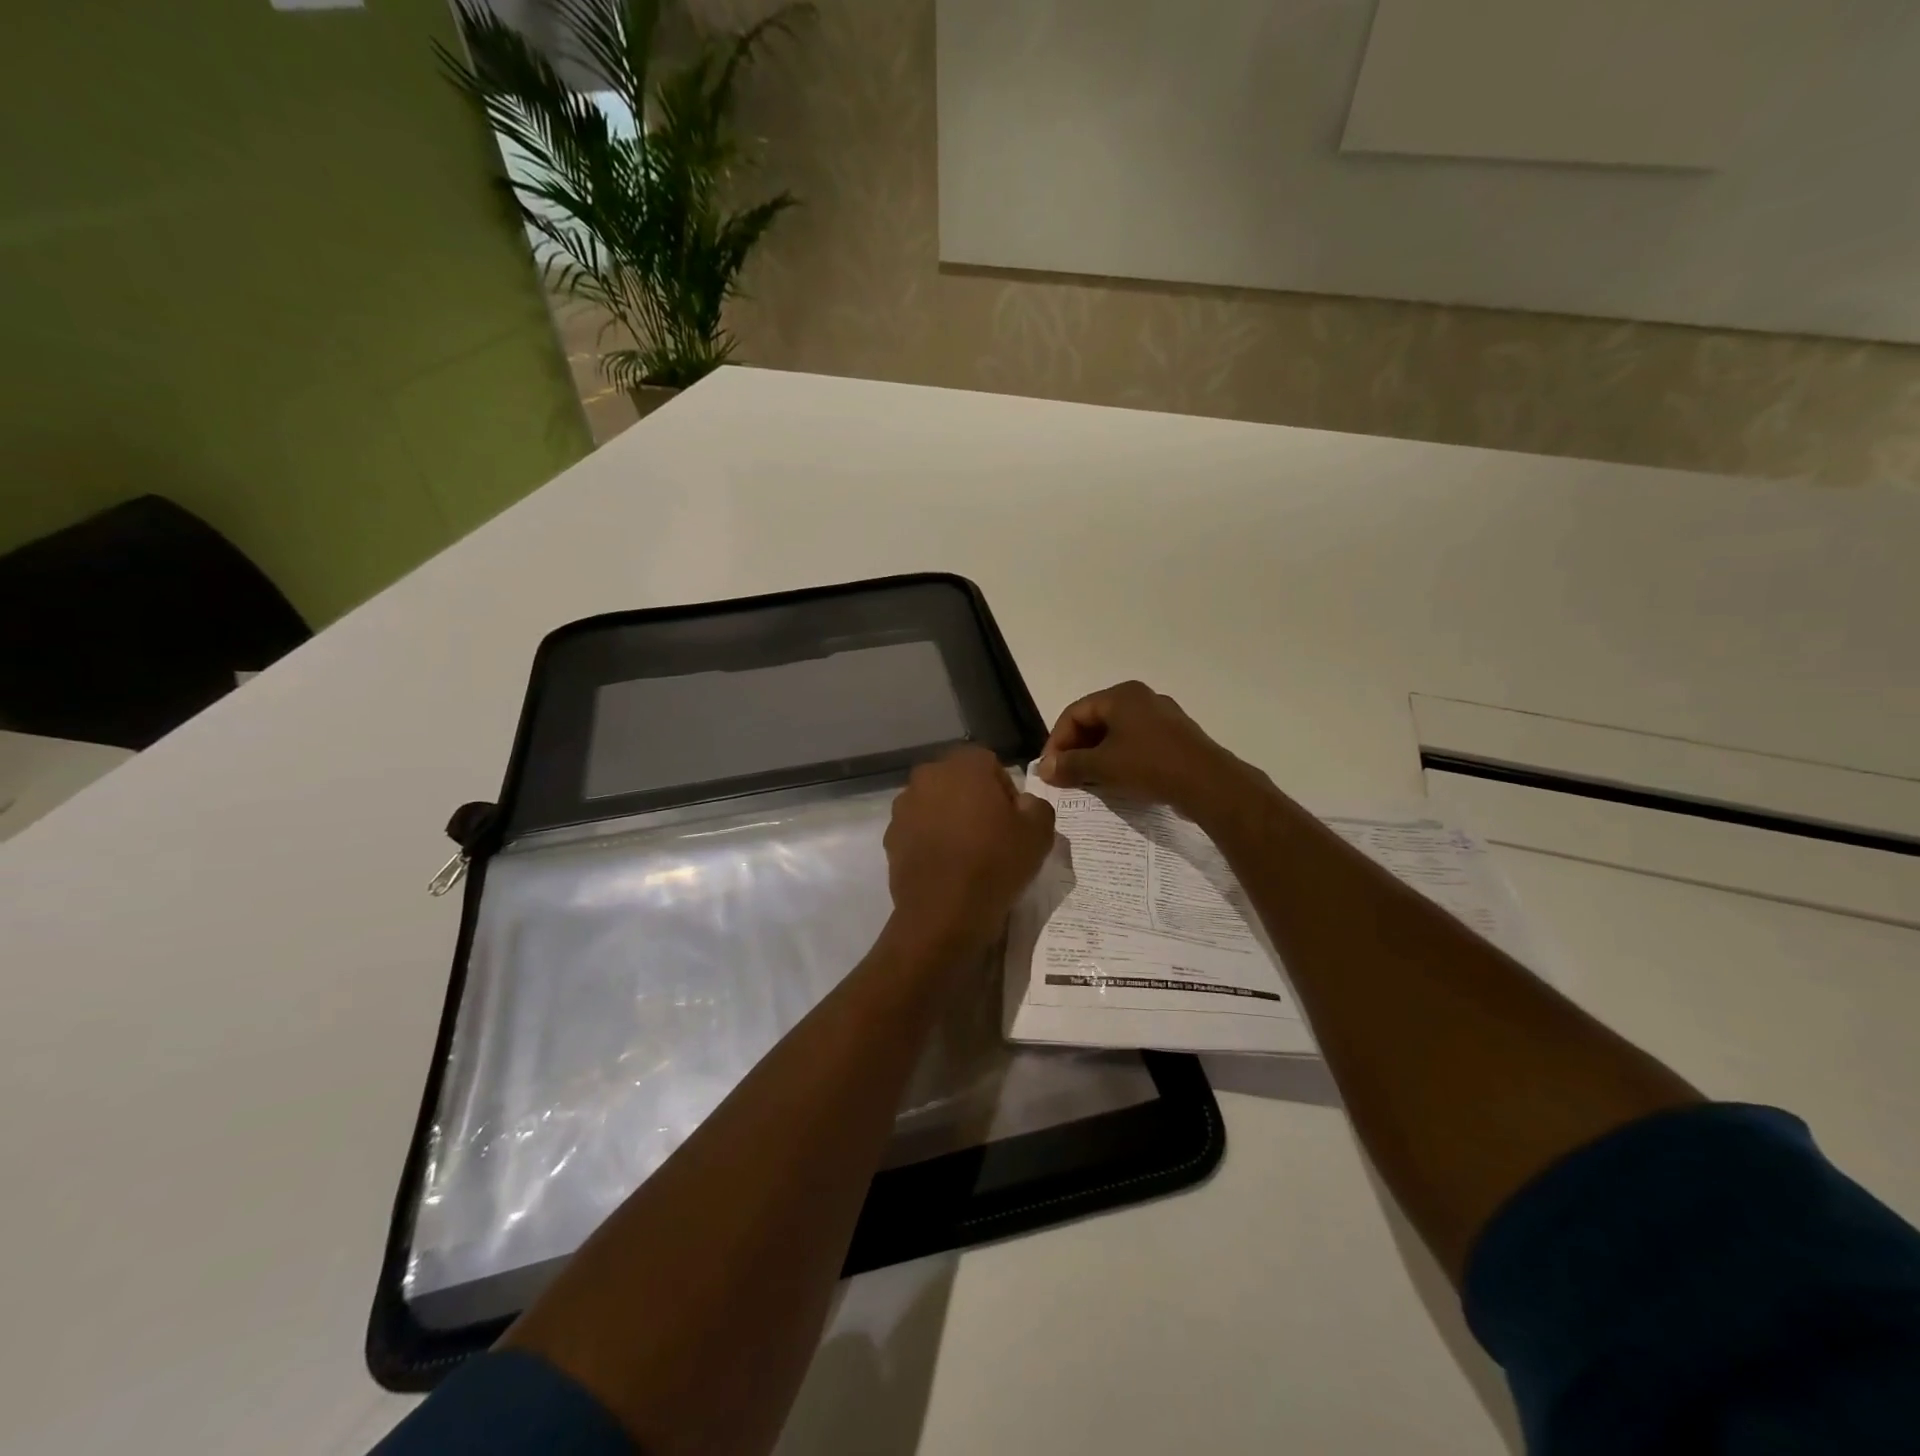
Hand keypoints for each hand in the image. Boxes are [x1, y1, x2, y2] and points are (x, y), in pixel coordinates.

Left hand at [883, 747, 1056, 959]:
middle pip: (959, 782)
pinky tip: (945, 867)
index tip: (1013, 822)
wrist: (944, 912)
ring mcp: (904, 806)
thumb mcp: (1040, 832)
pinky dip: (930, 841)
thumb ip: (1036, 805)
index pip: (991, 766)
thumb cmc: (996, 862)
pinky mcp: (890, 836)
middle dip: (974, 801)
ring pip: (935, 805)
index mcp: (965, 763)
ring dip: (949, 819)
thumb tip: (1022, 804)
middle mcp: (928, 775)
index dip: (1005, 793)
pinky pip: (918, 830)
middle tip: (992, 836)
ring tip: (966, 854)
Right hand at [1036, 681, 1260, 822]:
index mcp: (1121, 695)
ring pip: (1116, 733)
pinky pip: (1136, 742)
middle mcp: (1141, 698)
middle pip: (1095, 720)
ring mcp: (1162, 716)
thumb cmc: (1150, 766)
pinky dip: (1119, 758)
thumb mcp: (1103, 767)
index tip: (1050, 769)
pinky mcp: (1175, 736)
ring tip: (1087, 781)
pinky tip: (1116, 780)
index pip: (1074, 713)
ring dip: (1096, 756)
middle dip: (1076, 749)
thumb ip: (1069, 765)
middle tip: (1065, 776)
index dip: (1056, 741)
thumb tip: (1044, 769)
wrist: (1209, 784)